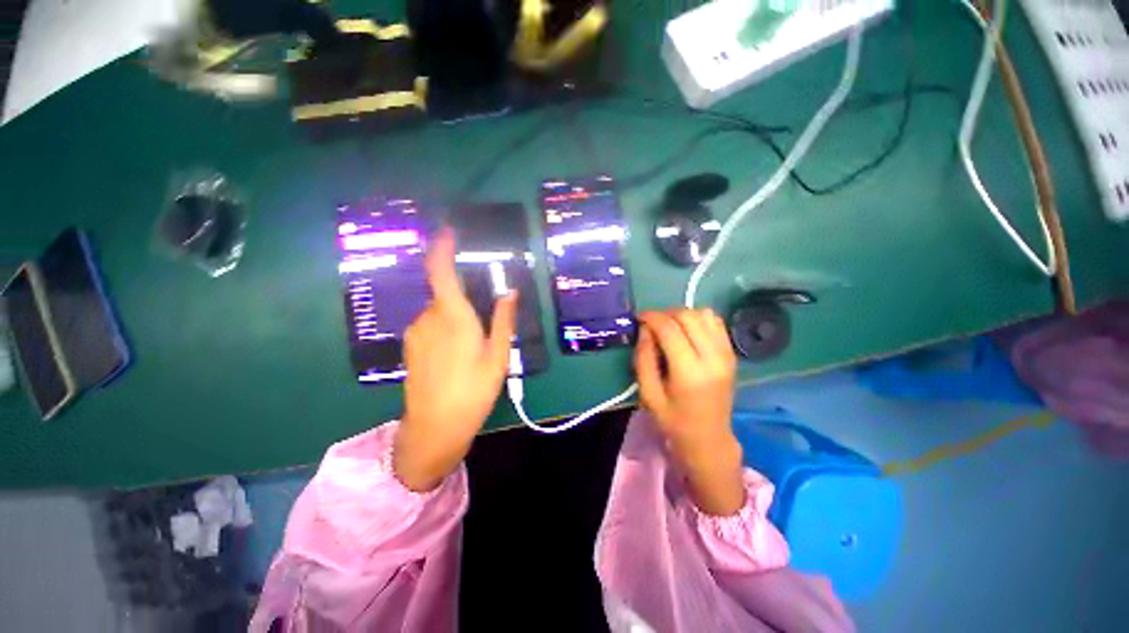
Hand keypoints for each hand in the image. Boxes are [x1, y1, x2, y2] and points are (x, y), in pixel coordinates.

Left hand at [394, 228, 517, 491]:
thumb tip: (510, 291)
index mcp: (453, 317)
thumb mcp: (498, 356)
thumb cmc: (473, 390)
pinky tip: (456, 356)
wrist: (434, 427)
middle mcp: (428, 318)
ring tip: (472, 349)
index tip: (449, 231)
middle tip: (483, 327)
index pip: (441, 272)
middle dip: (463, 300)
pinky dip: (445, 329)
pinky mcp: (410, 347)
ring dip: (455, 318)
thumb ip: (503, 319)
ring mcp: (415, 333)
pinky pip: (431, 325)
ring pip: (438, 312)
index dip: (442, 248)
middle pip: (445, 294)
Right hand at [635, 309, 744, 514]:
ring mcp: (726, 354)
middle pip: (688, 317)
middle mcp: (713, 358)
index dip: (651, 318)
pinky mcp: (731, 354)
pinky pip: (716, 322)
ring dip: (682, 315)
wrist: (708, 439)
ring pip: (703, 315)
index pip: (670, 329)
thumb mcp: (648, 393)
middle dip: (665, 314)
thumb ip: (643, 358)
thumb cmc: (673, 420)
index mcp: (690, 373)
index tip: (638, 318)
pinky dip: (698, 319)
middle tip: (651, 324)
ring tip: (668, 327)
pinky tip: (687, 331)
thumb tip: (645, 329)